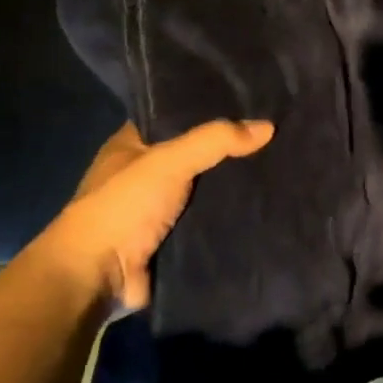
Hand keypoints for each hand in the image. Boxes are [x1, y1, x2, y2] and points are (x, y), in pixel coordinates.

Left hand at [34, 120, 274, 312]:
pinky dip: (234, 214)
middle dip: (232, 149)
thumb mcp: (169, 161)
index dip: (211, 109)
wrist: (99, 277)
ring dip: (236, 184)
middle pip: (198, 153)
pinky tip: (268, 203)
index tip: (253, 104)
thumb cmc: (123, 208)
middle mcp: (146, 173)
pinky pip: (213, 218)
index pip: (176, 117)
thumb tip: (268, 126)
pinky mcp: (176, 237)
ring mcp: (161, 208)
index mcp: (131, 146)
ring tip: (283, 167)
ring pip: (209, 187)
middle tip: (278, 135)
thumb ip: (215, 140)